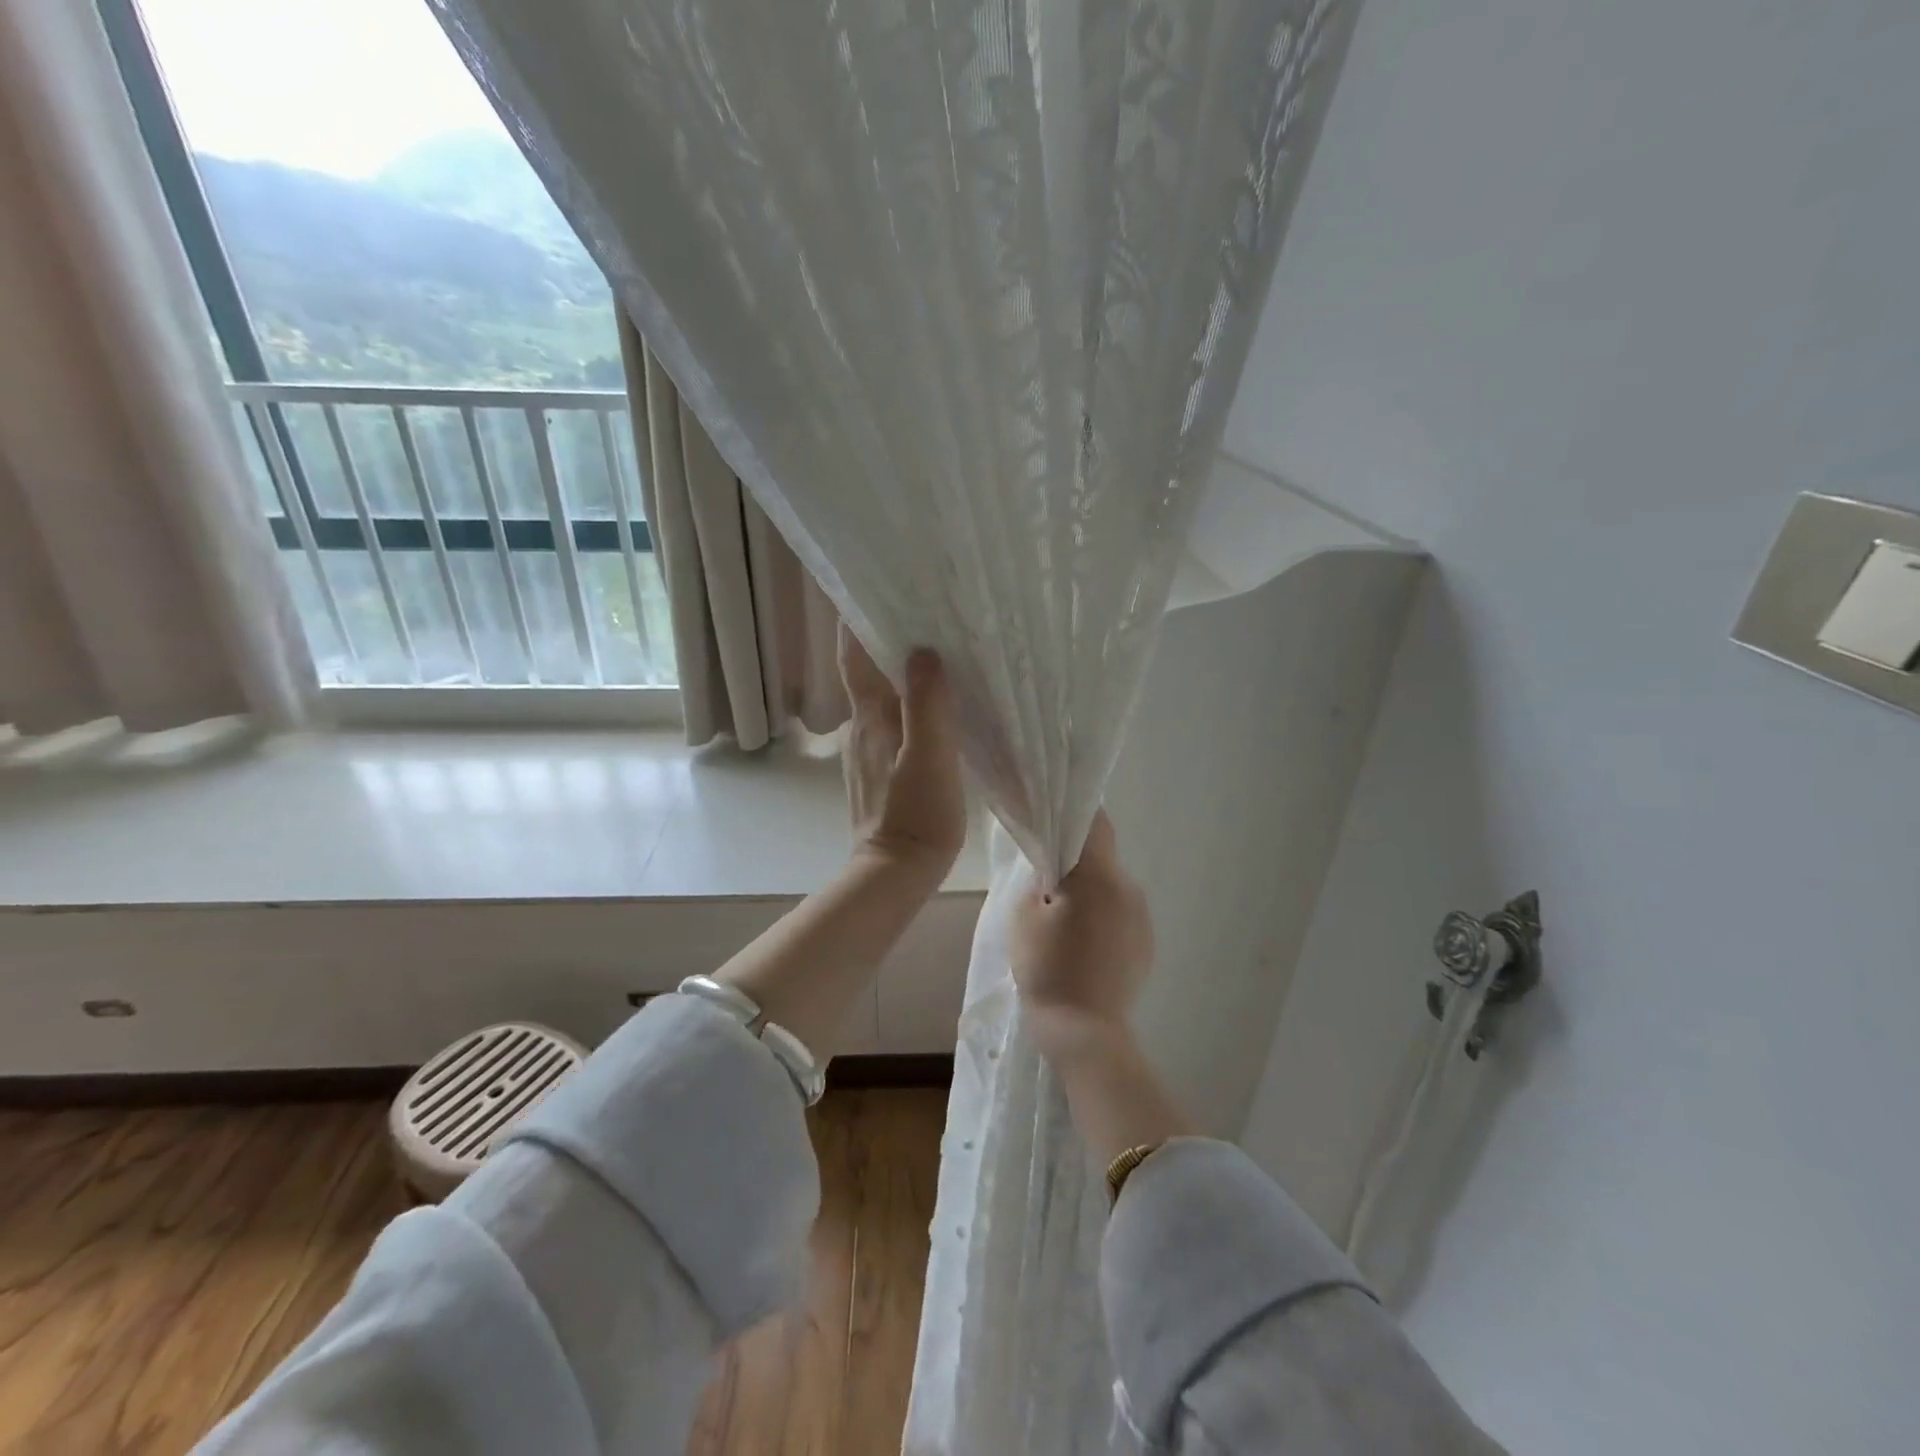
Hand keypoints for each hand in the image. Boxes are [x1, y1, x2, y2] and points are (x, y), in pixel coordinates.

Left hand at [839, 625, 966, 878]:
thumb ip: (927, 705)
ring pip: (882, 698)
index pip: (853, 655)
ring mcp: (868, 751)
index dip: (858, 620)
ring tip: (940, 653)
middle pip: (868, 672)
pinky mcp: (881, 771)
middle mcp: (861, 727)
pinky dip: (909, 705)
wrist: (896, 874)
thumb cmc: (916, 816)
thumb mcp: (930, 758)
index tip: (878, 588)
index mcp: (870, 717)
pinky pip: (893, 723)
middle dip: (889, 641)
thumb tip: (923, 651)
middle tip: (928, 614)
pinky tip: (937, 708)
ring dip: (901, 674)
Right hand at [1009, 811, 1153, 1061]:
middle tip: (1045, 883)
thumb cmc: (1047, 969)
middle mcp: (1129, 887)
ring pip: (1110, 886)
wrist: (1085, 1032)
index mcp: (1098, 875)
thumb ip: (1038, 878)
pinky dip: (1102, 917)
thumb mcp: (1023, 915)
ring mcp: (1142, 916)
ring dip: (1089, 892)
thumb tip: (1052, 866)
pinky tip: (1083, 945)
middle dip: (1075, 862)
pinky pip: (1121, 913)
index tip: (1052, 816)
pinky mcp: (1146, 942)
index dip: (1073, 813)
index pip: (1094, 822)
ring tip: (1063, 921)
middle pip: (1101, 857)